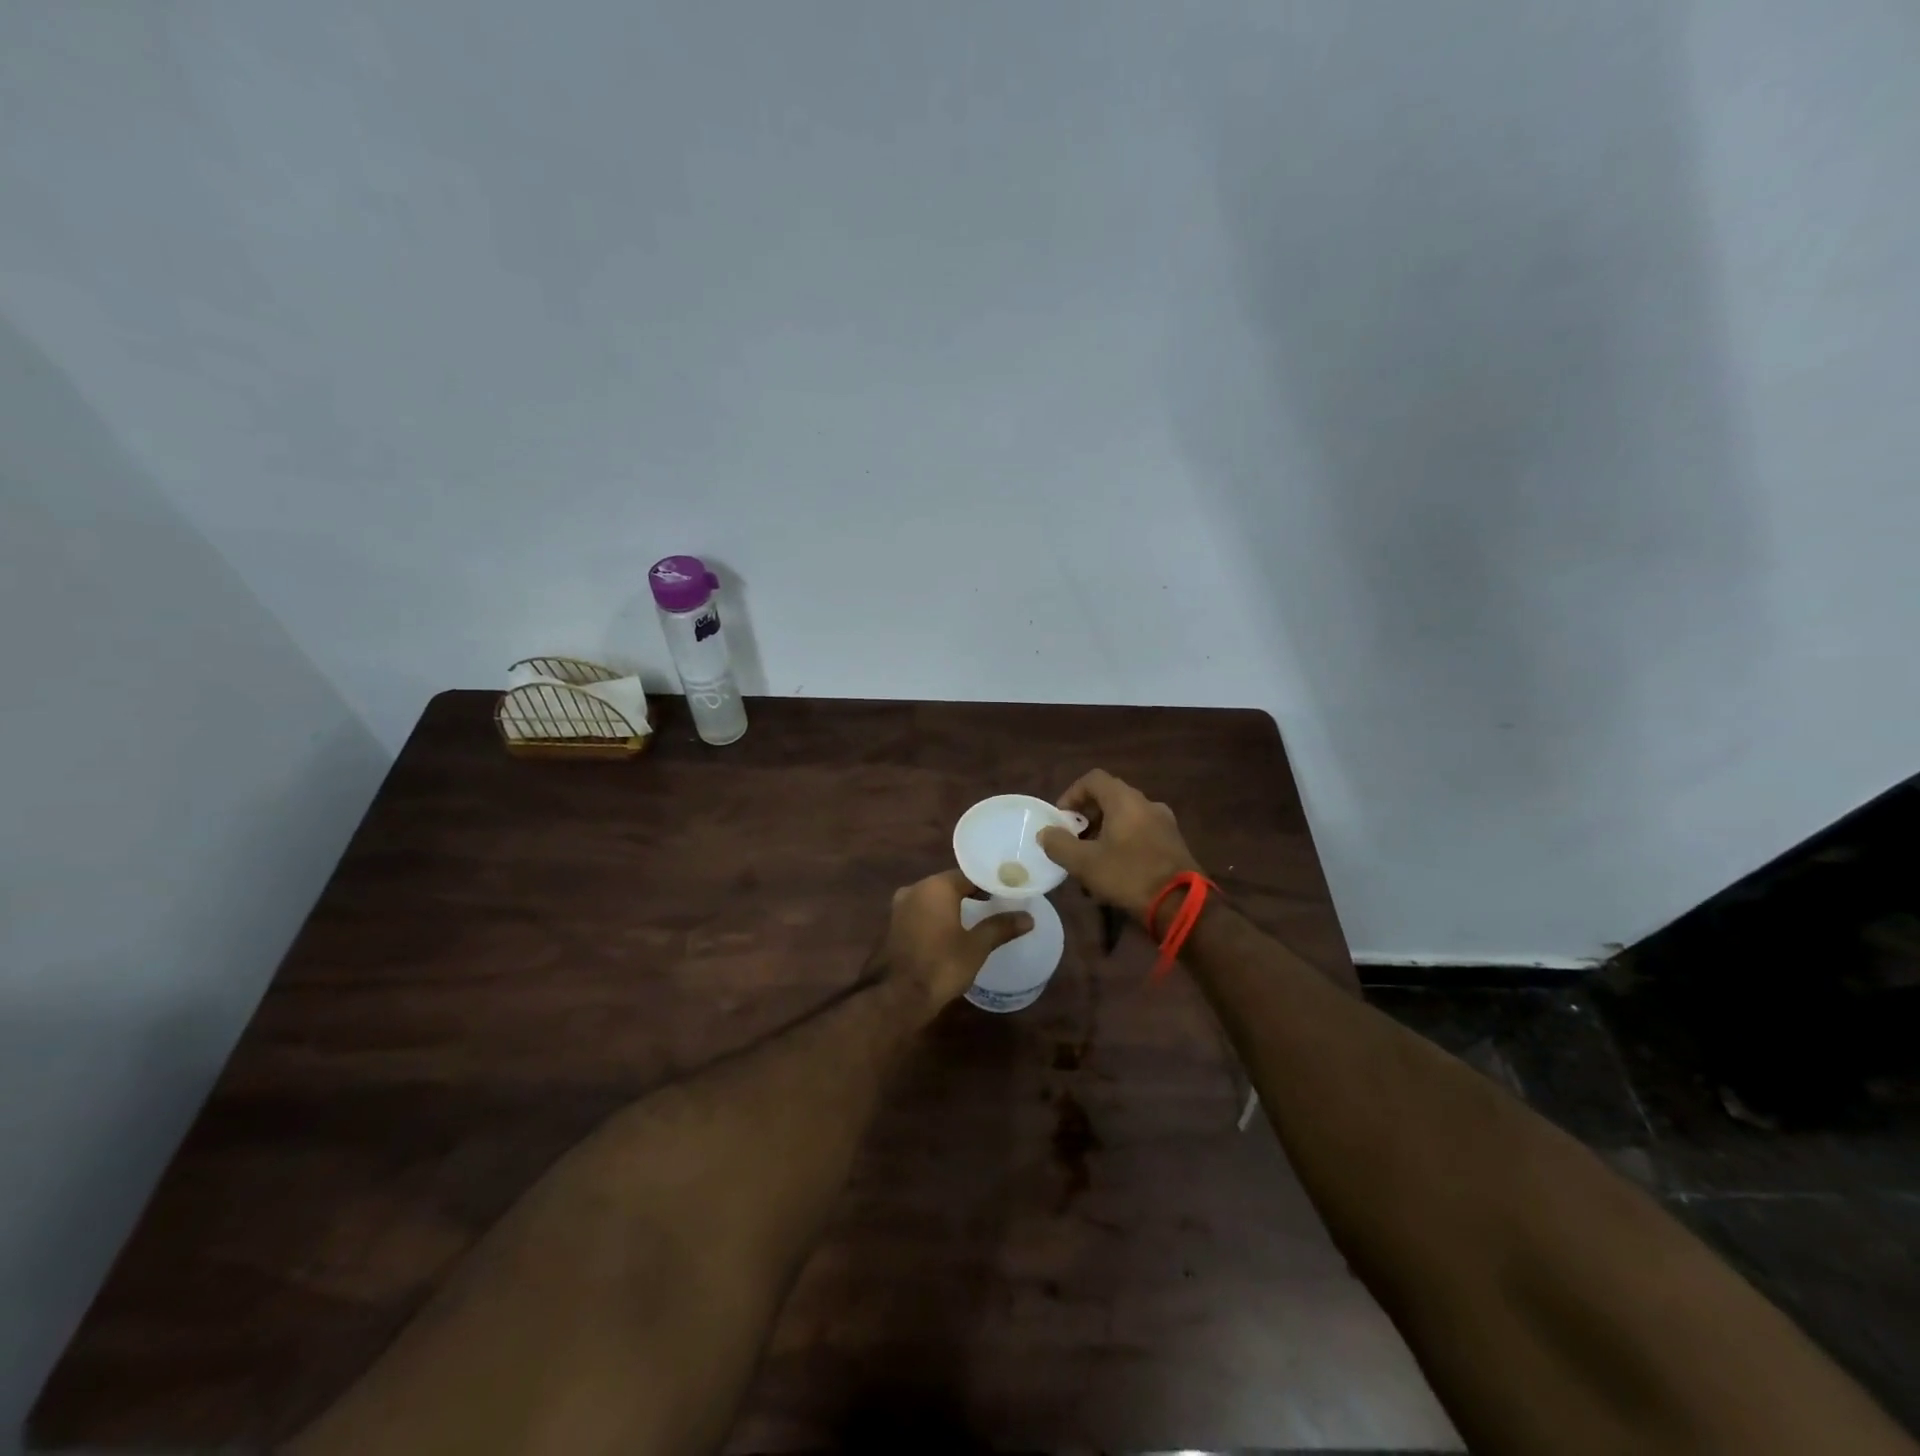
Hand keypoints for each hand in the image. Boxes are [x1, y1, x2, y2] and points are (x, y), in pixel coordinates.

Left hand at [881, 869, 1032, 1016]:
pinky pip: (921, 913)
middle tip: (996, 905)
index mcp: (936, 886)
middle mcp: (915, 889)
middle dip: (972, 894)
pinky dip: (937, 918)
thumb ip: (1000, 927)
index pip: (969, 875)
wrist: (896, 996)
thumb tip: (1028, 918)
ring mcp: (900, 907)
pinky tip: (951, 932)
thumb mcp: (976, 947)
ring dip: (953, 906)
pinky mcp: (893, 926)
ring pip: (933, 899)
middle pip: (950, 885)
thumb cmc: (941, 965)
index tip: (1007, 893)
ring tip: (977, 918)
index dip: (990, 883)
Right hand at [1037, 769, 1204, 923]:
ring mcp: (1164, 823)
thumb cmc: (1129, 875)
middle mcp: (1147, 804)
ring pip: (1126, 817)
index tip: (1061, 818)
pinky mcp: (1173, 843)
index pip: (1093, 779)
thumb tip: (1045, 833)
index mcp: (1125, 800)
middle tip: (1073, 840)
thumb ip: (1059, 844)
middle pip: (1110, 798)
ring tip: (1091, 860)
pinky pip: (1141, 833)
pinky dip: (1123, 842)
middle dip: (1087, 816)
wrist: (1181, 905)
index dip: (1072, 794)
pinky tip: (1115, 870)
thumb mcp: (1085, 863)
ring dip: (1104, 832)